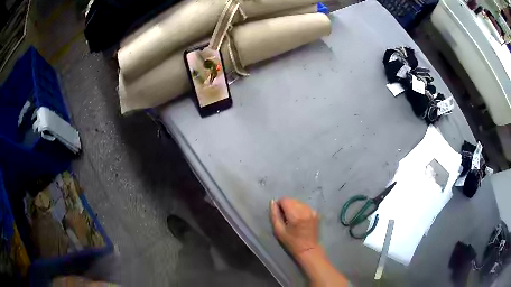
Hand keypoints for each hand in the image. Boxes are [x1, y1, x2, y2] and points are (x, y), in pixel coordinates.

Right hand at [269, 198, 321, 259]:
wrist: (308, 249)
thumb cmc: (291, 242)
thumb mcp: (278, 231)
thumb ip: (274, 215)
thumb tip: (272, 202)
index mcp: (296, 215)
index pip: (285, 200)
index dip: (279, 205)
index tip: (279, 214)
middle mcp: (306, 210)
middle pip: (292, 200)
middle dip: (286, 206)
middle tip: (285, 218)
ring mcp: (312, 211)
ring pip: (298, 202)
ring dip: (293, 207)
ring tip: (293, 219)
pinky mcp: (316, 213)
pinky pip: (305, 206)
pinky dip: (300, 210)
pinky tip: (300, 220)